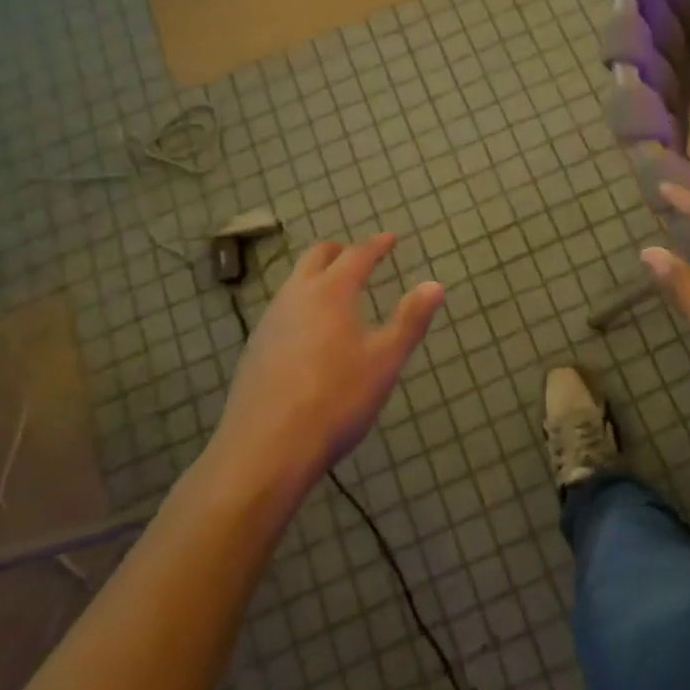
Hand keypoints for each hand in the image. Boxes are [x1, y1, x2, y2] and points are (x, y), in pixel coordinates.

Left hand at [211, 234, 442, 493]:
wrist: (265, 449)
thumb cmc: (336, 400)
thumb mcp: (384, 361)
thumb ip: (410, 320)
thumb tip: (435, 285)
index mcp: (331, 292)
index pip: (357, 255)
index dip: (376, 245)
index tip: (390, 239)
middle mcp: (296, 297)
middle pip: (316, 257)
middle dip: (341, 252)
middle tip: (360, 258)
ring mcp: (270, 322)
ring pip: (294, 283)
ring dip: (317, 277)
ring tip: (337, 293)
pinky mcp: (254, 349)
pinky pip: (282, 310)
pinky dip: (302, 305)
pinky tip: (310, 333)